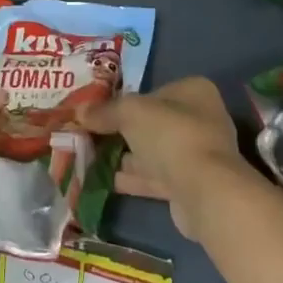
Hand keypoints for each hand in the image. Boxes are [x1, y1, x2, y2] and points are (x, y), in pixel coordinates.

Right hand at [82, 77, 247, 238]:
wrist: (204, 190)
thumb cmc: (171, 134)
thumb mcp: (130, 112)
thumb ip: (105, 110)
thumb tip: (79, 111)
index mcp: (193, 91)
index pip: (153, 92)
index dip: (124, 100)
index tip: (98, 111)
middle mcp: (199, 119)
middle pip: (151, 123)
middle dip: (120, 131)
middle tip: (88, 134)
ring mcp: (196, 154)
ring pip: (151, 151)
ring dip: (122, 156)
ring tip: (87, 157)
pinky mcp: (188, 185)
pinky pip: (153, 176)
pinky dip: (129, 178)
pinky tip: (101, 180)